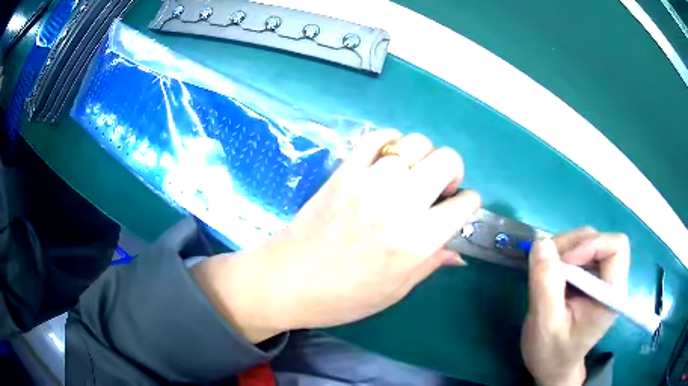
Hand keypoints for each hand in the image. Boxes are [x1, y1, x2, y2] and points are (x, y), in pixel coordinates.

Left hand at [192, 130, 480, 341]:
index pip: (464, 204)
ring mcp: (368, 181)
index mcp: (416, 240)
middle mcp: (398, 203)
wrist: (287, 281)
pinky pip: (377, 137)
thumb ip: (431, 264)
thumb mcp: (395, 290)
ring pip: (415, 142)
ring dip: (423, 157)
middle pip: (447, 160)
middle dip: (453, 172)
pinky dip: (391, 142)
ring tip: (412, 175)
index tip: (458, 210)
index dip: (468, 205)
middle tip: (439, 189)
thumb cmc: (343, 296)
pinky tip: (388, 160)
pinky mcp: (344, 171)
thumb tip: (459, 253)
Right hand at [521, 228, 629, 385]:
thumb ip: (545, 284)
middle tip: (546, 263)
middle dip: (572, 245)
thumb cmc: (552, 353)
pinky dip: (561, 254)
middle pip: (600, 240)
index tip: (564, 263)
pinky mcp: (589, 277)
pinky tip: (549, 272)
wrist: (552, 366)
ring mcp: (600, 277)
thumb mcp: (545, 324)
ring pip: (587, 241)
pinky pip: (578, 251)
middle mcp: (611, 280)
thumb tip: (540, 241)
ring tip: (545, 269)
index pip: (616, 248)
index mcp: (611, 295)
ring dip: (564, 248)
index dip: (591, 245)